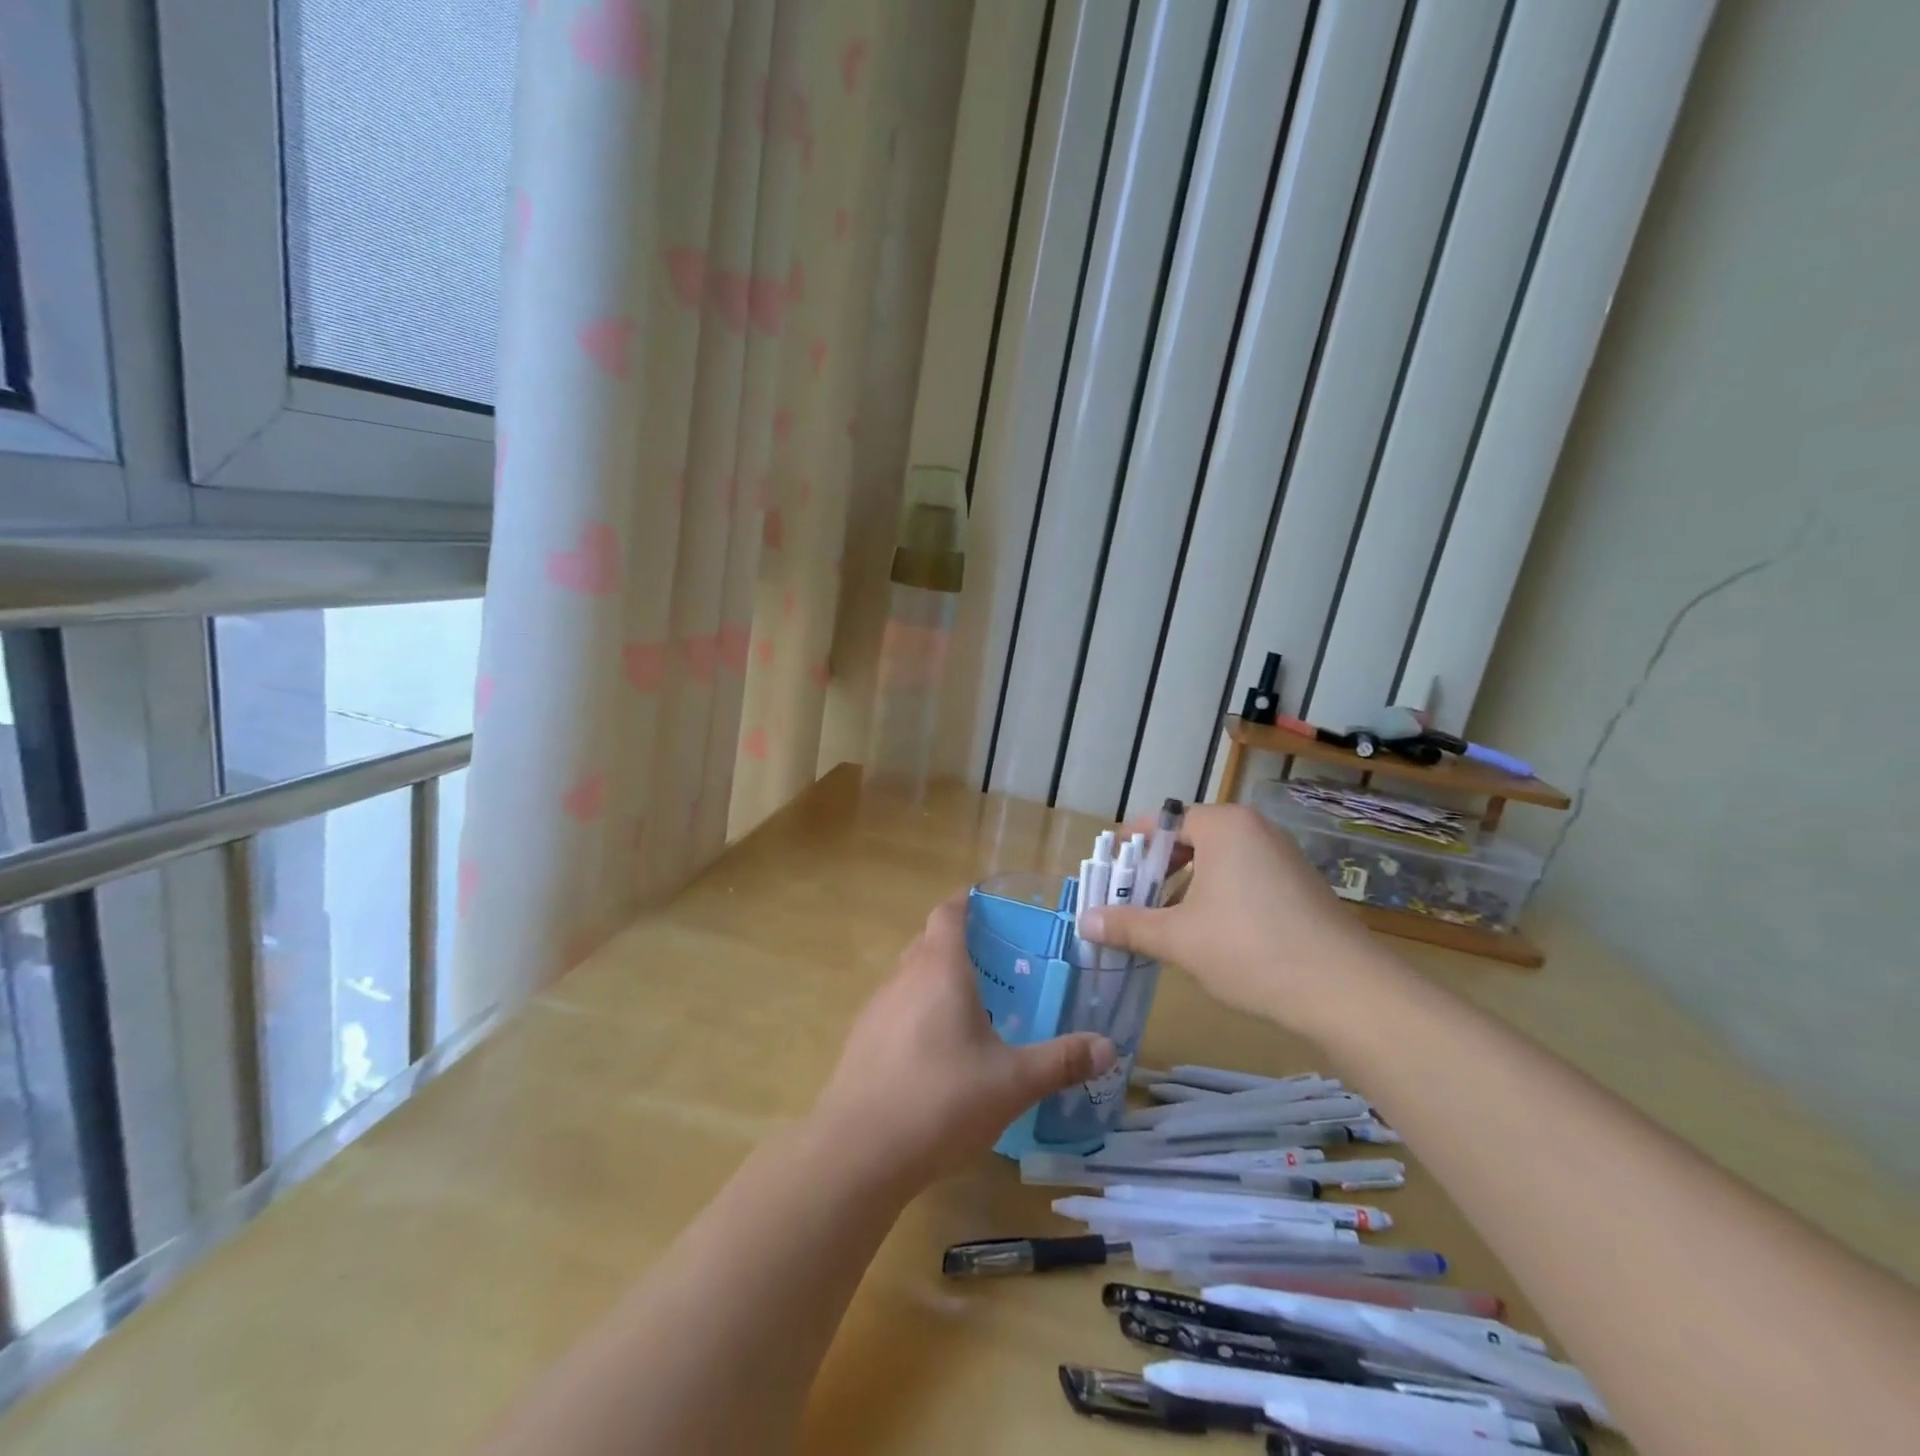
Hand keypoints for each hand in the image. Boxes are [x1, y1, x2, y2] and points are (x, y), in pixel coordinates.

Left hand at [812, 892, 1116, 1189]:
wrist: (858, 1151)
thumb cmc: (941, 1100)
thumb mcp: (1013, 1083)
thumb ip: (1061, 1061)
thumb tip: (1109, 1047)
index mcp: (939, 969)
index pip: (948, 913)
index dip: (967, 902)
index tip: (991, 907)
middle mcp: (903, 977)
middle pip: (928, 942)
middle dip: (959, 943)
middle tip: (997, 964)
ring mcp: (876, 1009)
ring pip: (910, 977)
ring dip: (937, 980)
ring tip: (972, 1008)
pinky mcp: (861, 1041)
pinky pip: (896, 1009)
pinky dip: (918, 1013)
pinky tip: (937, 1052)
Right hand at [1080, 803, 1394, 1034]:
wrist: (1347, 993)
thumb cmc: (1251, 950)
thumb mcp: (1179, 939)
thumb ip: (1128, 925)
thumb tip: (1085, 921)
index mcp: (1224, 825)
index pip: (1161, 822)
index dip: (1129, 848)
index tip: (1107, 876)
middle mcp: (1254, 829)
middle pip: (1188, 840)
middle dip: (1155, 871)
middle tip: (1129, 903)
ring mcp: (1282, 857)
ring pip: (1216, 862)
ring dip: (1184, 887)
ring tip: (1162, 923)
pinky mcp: (1299, 886)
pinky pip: (1242, 878)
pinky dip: (1216, 897)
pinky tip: (1208, 935)